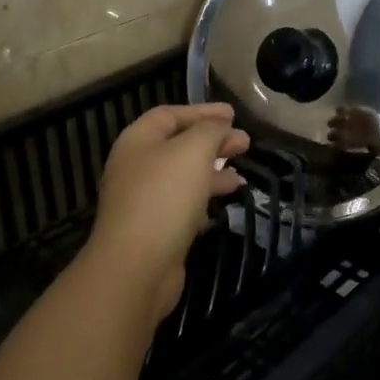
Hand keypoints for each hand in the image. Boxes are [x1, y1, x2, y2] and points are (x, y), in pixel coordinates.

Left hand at [87, 103, 248, 323]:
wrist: (136, 268)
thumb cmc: (164, 197)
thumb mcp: (193, 151)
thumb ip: (210, 131)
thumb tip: (222, 126)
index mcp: (137, 141)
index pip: (170, 114)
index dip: (202, 111)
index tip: (233, 114)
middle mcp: (136, 166)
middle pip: (177, 144)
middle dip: (212, 141)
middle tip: (244, 143)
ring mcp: (143, 199)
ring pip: (182, 175)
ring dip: (212, 170)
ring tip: (241, 173)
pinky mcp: (154, 228)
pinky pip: (183, 202)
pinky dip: (205, 195)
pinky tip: (226, 200)